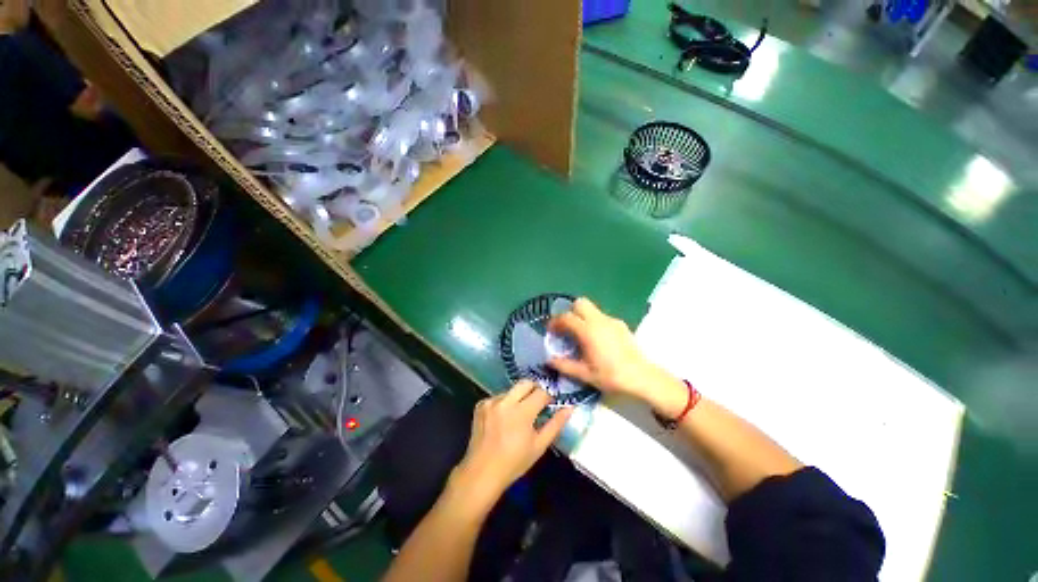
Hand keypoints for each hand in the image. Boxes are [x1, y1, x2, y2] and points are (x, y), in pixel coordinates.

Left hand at [450, 381, 573, 511]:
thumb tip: (569, 408)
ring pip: (511, 390)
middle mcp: (505, 401)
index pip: (541, 392)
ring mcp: (491, 401)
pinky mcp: (481, 404)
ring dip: (518, 397)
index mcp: (522, 412)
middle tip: (537, 402)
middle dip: (534, 389)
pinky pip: (498, 397)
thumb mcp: (539, 446)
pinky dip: (504, 404)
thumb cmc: (514, 462)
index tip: (550, 403)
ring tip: (518, 415)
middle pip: (526, 382)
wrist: (482, 472)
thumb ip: (555, 424)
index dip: (548, 396)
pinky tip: (503, 419)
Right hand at [548, 298, 686, 415]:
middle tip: (567, 327)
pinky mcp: (620, 324)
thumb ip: (564, 365)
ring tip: (581, 335)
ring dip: (582, 316)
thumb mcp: (584, 374)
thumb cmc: (611, 376)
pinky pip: (602, 316)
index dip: (555, 322)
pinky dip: (594, 322)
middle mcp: (599, 320)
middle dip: (570, 311)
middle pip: (580, 303)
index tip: (551, 331)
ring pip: (592, 308)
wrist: (641, 377)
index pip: (566, 317)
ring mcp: (611, 320)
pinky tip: (597, 339)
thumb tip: (549, 361)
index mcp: (588, 331)